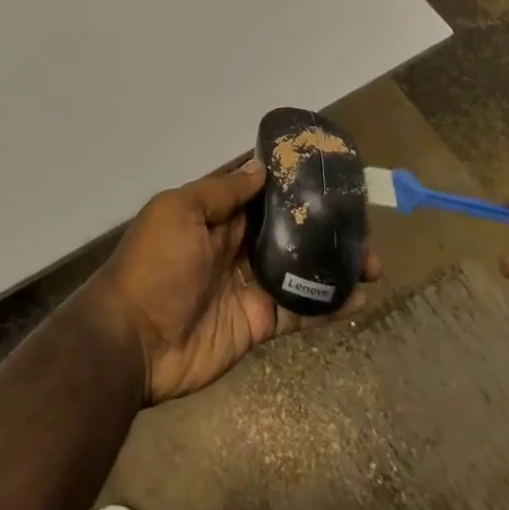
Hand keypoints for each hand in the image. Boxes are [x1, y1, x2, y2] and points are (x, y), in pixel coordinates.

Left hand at [82, 158, 380, 405]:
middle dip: (321, 224)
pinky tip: (360, 296)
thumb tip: (260, 169)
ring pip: (299, 268)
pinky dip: (328, 304)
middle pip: (285, 229)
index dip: (289, 183)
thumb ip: (220, 192)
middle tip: (362, 221)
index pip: (258, 192)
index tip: (327, 173)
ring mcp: (249, 285)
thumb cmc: (154, 264)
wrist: (134, 340)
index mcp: (213, 215)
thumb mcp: (178, 212)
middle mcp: (234, 245)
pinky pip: (299, 310)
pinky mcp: (259, 323)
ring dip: (333, 264)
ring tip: (373, 261)